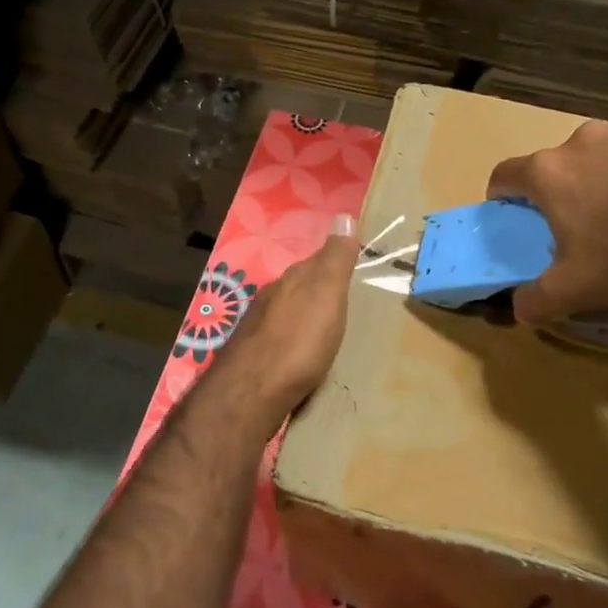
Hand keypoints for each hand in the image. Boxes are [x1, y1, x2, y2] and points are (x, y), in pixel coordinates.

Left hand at [208, 215, 360, 416]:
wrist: (252, 392)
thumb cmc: (298, 340)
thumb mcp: (326, 293)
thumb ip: (335, 258)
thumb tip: (344, 215)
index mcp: (291, 280)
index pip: (317, 260)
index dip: (335, 262)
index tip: (355, 267)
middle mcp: (272, 297)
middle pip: (300, 287)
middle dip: (319, 291)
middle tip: (346, 303)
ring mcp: (259, 328)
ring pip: (288, 313)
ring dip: (306, 318)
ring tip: (328, 331)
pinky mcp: (254, 358)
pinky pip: (281, 340)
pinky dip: (295, 342)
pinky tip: (304, 356)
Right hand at [486, 120, 607, 324]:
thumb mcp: (573, 291)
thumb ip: (535, 301)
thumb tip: (519, 308)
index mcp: (550, 172)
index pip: (505, 174)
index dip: (503, 195)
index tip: (513, 214)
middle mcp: (585, 139)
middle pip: (561, 162)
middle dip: (566, 187)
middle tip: (583, 223)